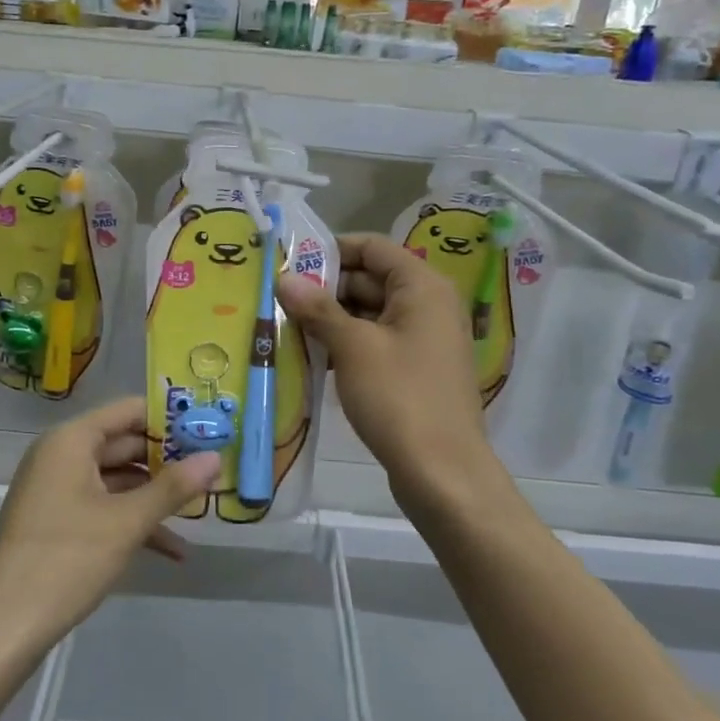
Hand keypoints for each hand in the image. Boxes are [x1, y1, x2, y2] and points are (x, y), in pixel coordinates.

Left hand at [0, 396, 220, 642]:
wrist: (4, 625)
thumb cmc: (67, 559)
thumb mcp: (128, 522)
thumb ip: (173, 487)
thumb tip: (215, 458)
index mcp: (72, 440)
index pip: (129, 410)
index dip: (170, 417)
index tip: (211, 429)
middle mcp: (62, 455)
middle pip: (125, 443)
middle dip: (169, 460)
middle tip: (215, 469)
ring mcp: (58, 489)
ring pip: (118, 479)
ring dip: (156, 496)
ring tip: (202, 510)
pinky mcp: (58, 521)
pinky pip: (104, 507)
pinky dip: (134, 521)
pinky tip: (174, 550)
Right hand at [277, 234, 501, 519]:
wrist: (442, 473)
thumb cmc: (399, 398)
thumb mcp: (353, 347)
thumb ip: (318, 309)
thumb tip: (284, 278)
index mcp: (422, 287)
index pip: (372, 247)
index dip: (331, 250)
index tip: (289, 262)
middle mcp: (428, 305)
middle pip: (370, 279)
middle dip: (324, 288)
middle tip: (277, 298)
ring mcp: (423, 339)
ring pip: (369, 313)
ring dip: (331, 318)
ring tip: (284, 326)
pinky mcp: (415, 369)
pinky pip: (375, 342)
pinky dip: (346, 344)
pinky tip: (311, 356)